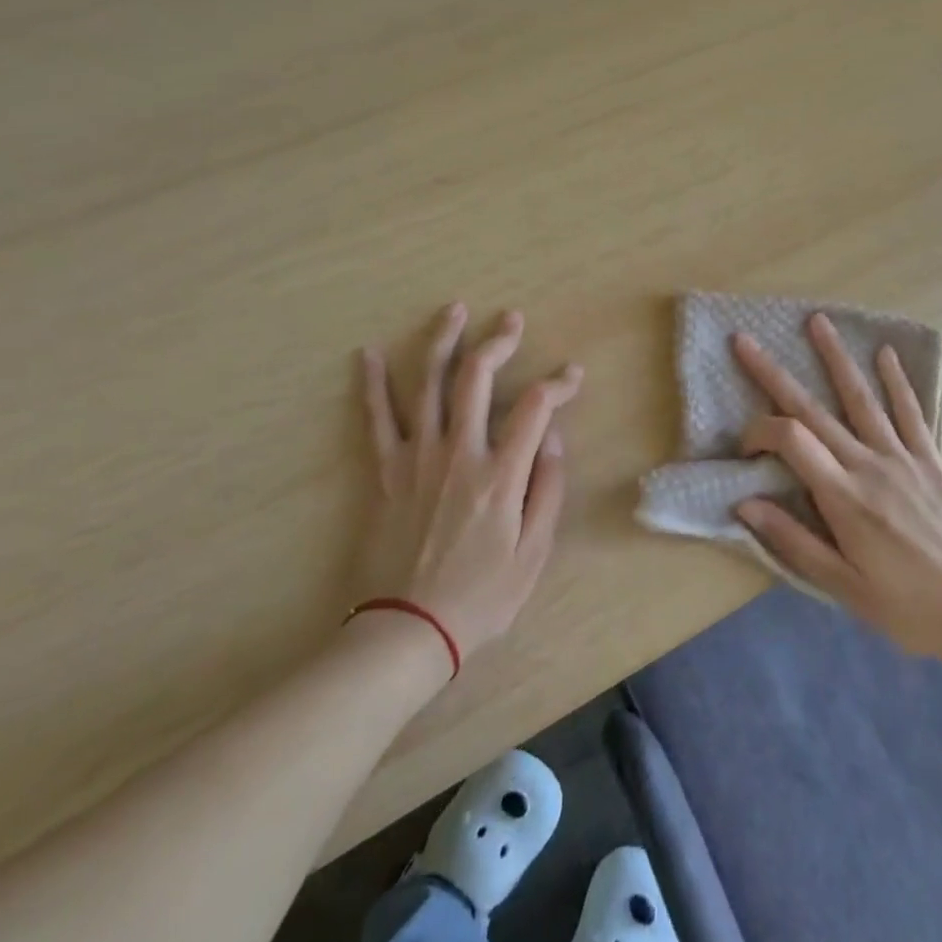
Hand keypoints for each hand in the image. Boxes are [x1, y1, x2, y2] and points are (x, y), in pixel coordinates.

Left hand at [359, 304, 582, 663]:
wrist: (406, 630)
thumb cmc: (480, 597)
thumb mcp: (534, 553)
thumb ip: (548, 489)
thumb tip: (553, 436)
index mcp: (500, 474)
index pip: (536, 407)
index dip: (559, 383)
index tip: (572, 376)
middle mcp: (458, 452)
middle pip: (478, 378)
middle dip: (498, 341)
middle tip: (511, 319)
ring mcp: (417, 457)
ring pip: (428, 383)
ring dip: (442, 341)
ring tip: (454, 311)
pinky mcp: (385, 470)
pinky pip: (377, 418)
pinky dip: (372, 383)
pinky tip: (368, 353)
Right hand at [731, 314, 941, 665]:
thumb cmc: (912, 609)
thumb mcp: (846, 589)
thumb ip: (794, 542)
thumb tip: (744, 504)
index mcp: (844, 498)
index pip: (790, 441)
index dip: (758, 432)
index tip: (744, 447)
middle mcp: (869, 465)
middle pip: (813, 410)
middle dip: (774, 374)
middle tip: (745, 341)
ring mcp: (903, 458)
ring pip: (861, 399)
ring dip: (836, 358)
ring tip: (817, 321)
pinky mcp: (931, 461)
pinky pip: (911, 413)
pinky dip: (897, 381)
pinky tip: (885, 353)